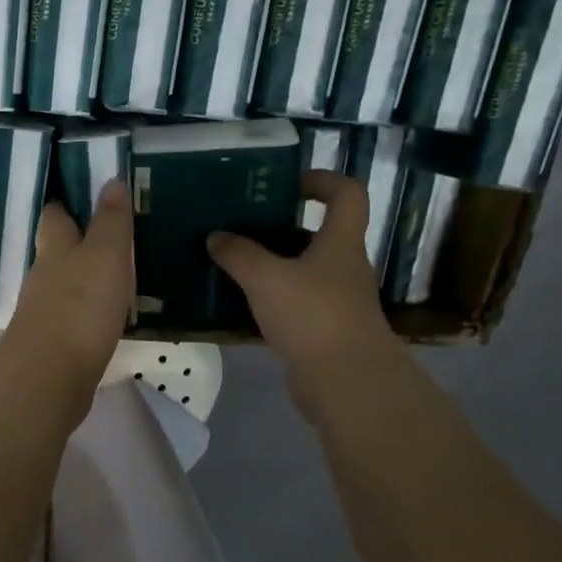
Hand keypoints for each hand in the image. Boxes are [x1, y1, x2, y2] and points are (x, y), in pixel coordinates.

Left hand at [2, 179, 134, 394]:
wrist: (50, 376)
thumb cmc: (79, 306)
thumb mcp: (105, 255)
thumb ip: (110, 221)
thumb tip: (111, 180)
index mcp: (55, 248)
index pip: (56, 215)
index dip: (68, 202)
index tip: (87, 191)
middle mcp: (44, 276)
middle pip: (57, 251)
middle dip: (76, 241)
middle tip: (109, 233)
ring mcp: (45, 312)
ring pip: (64, 285)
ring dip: (84, 278)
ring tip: (116, 273)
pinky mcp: (53, 344)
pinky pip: (72, 317)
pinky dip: (87, 311)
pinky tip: (106, 315)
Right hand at [208, 170, 396, 400]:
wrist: (345, 381)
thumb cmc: (312, 315)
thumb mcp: (266, 278)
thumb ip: (239, 254)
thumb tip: (215, 236)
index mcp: (340, 242)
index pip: (346, 194)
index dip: (322, 180)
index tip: (286, 183)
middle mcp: (343, 267)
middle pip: (317, 235)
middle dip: (280, 228)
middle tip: (240, 226)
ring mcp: (334, 301)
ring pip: (301, 272)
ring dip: (270, 266)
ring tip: (230, 264)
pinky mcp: (322, 332)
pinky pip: (292, 304)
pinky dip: (268, 300)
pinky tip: (239, 305)